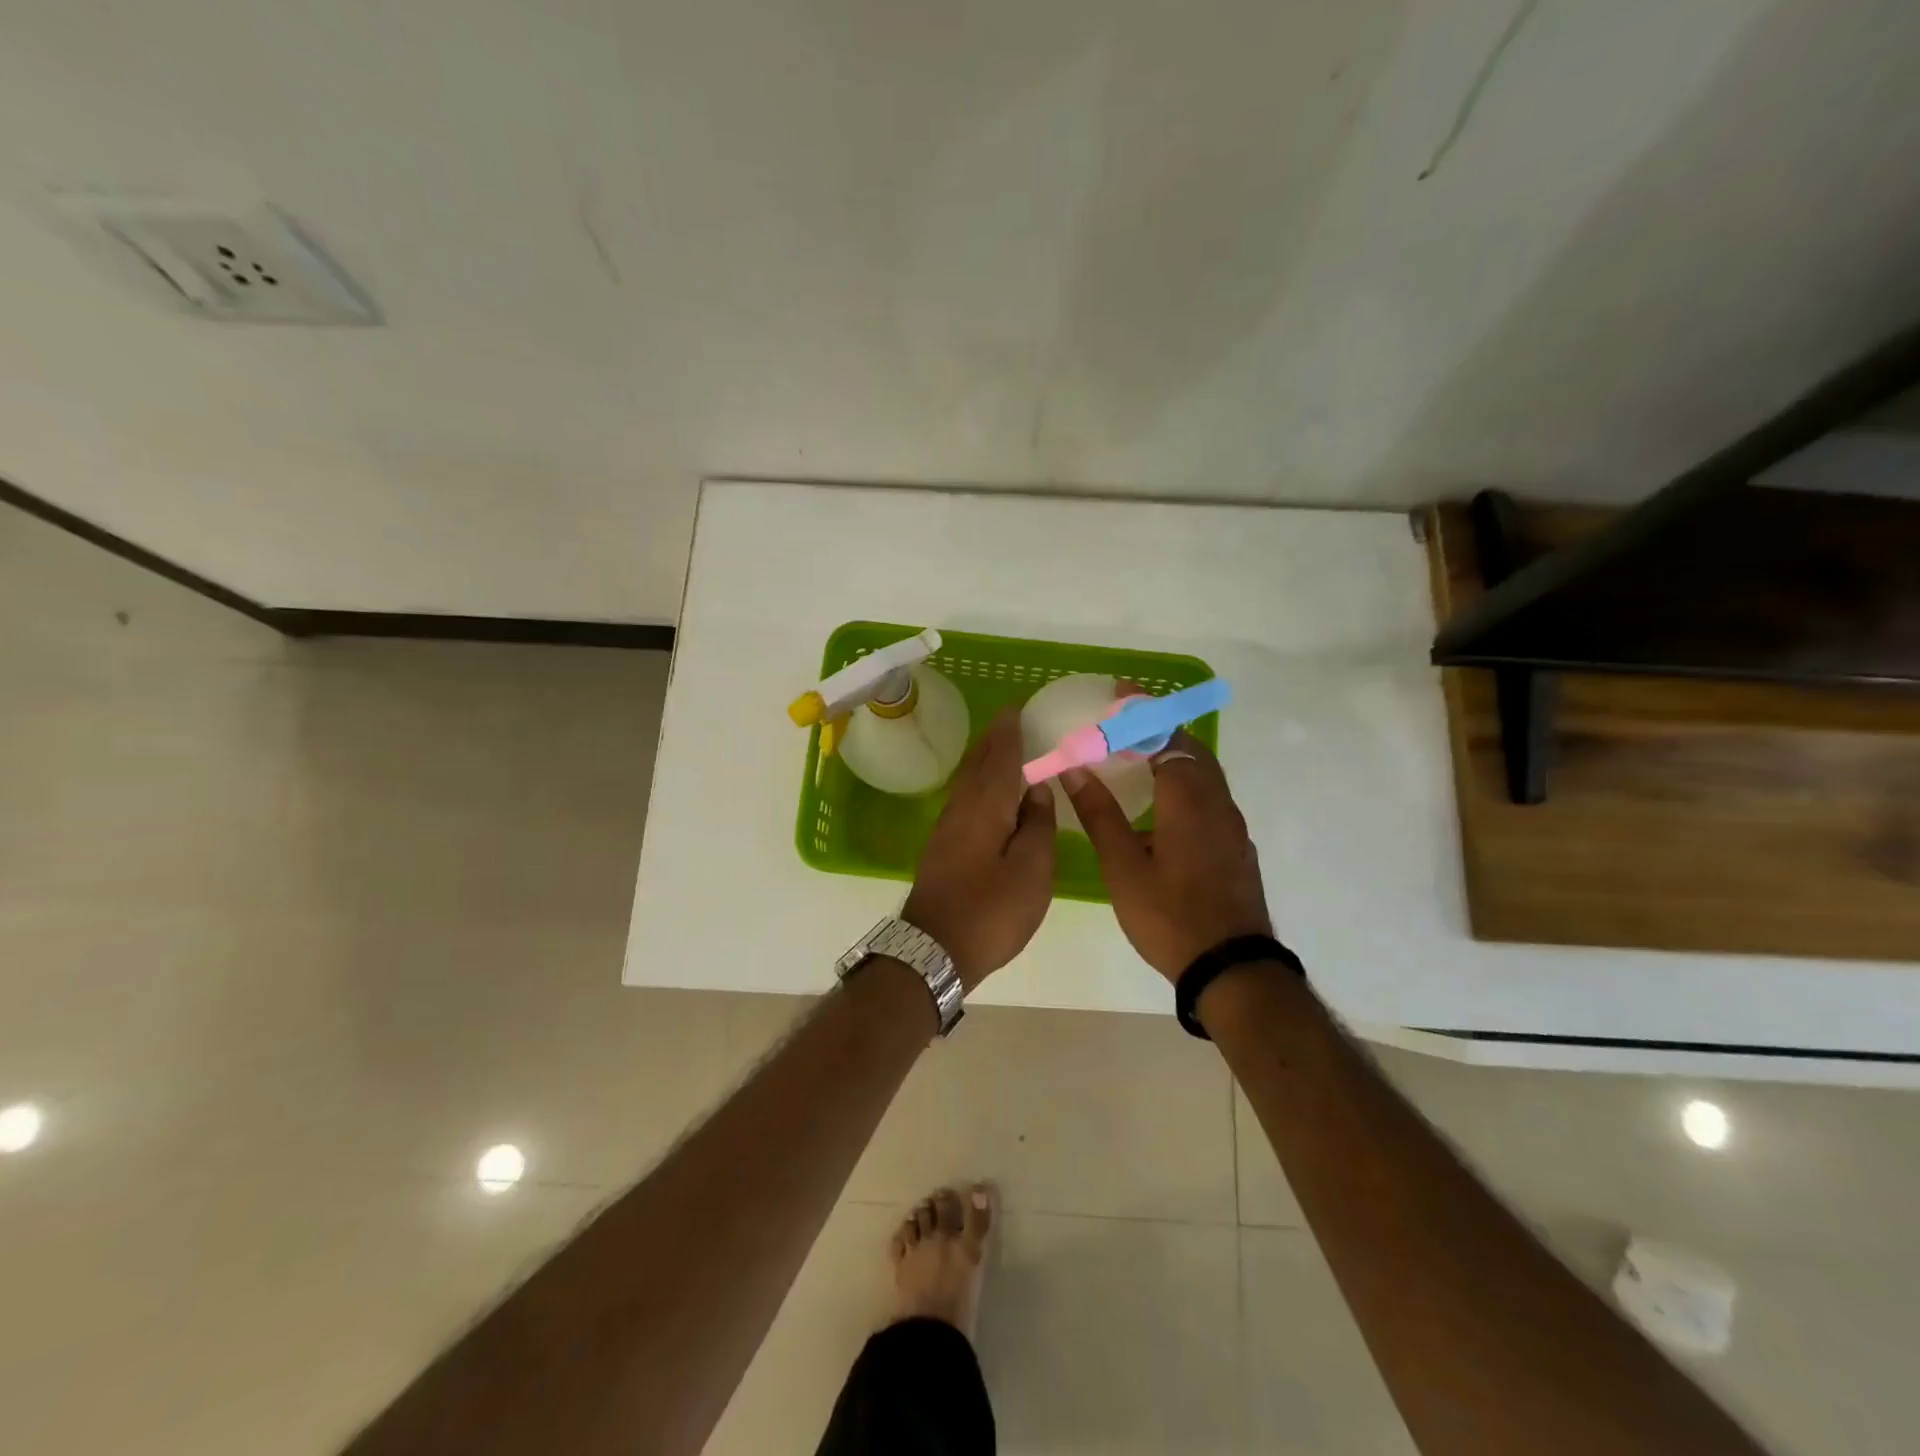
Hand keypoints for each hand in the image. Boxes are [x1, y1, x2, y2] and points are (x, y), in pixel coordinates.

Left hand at [904, 708, 1057, 989]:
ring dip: (985, 760)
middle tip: (1012, 721)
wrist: (934, 950)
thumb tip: (1037, 789)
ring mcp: (947, 828)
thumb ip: (1037, 826)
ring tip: (1003, 748)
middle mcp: (961, 808)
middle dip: (994, 740)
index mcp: (985, 806)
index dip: (1009, 731)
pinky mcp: (943, 847)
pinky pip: (965, 799)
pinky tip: (988, 793)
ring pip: (968, 781)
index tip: (1017, 707)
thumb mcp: (1031, 871)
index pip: (999, 756)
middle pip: (978, 763)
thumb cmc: (991, 911)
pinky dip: (979, 784)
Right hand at [1062, 730, 1271, 981]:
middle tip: (1126, 720)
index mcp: (1188, 800)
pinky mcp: (1236, 847)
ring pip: (1205, 773)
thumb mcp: (1123, 867)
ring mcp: (1232, 826)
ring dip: (1175, 752)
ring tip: (1140, 753)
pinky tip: (1164, 803)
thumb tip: (1074, 769)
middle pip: (1191, 748)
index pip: (1165, 737)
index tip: (1119, 691)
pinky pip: (1210, 796)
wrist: (1232, 969)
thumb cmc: (1170, 916)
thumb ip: (1099, 814)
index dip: (1141, 711)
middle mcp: (1216, 803)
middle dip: (1160, 725)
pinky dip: (1186, 780)